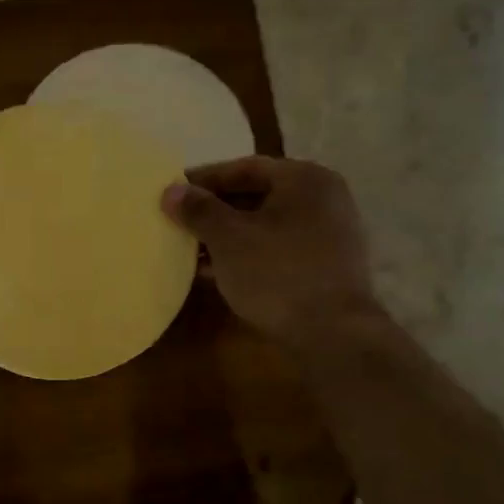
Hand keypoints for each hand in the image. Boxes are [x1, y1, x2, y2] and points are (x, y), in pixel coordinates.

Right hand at [161, 156, 379, 348]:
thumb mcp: (228, 238)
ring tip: (189, 249)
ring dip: (227, 235)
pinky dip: (246, 254)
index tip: (172, 193)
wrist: (333, 335)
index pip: (244, 168)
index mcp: (304, 179)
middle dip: (214, 209)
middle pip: (256, 194)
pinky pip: (276, 249)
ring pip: (265, 225)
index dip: (203, 179)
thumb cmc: (277, 274)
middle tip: (177, 221)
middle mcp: (323, 199)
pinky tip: (215, 272)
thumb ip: (198, 210)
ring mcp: (328, 234)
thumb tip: (171, 190)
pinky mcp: (325, 267)